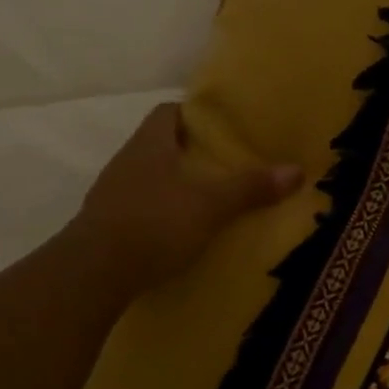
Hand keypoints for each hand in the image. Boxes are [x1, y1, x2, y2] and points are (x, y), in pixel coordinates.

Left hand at [72, 103, 301, 289]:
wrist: (91, 275)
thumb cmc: (154, 223)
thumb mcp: (212, 205)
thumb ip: (251, 187)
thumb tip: (297, 169)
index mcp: (149, 145)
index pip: (167, 113)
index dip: (193, 115)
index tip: (221, 127)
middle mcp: (126, 162)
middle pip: (159, 145)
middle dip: (190, 152)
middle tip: (225, 163)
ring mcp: (111, 195)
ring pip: (148, 178)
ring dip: (174, 184)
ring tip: (208, 198)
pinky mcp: (106, 227)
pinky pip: (139, 208)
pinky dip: (160, 213)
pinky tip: (181, 230)